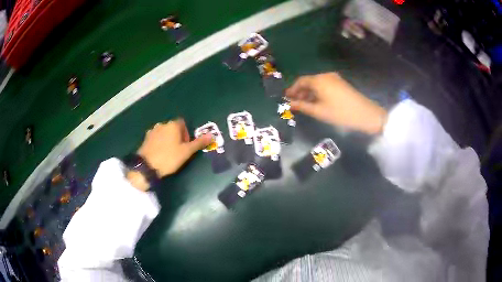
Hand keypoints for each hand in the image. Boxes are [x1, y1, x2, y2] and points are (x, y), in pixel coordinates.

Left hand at [137, 119, 211, 177]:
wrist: (147, 167)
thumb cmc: (169, 158)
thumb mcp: (186, 152)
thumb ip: (198, 143)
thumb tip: (212, 135)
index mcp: (172, 125)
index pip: (182, 123)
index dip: (186, 133)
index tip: (186, 145)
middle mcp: (162, 124)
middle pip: (173, 128)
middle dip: (177, 136)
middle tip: (179, 150)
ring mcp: (152, 131)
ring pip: (164, 133)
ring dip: (167, 139)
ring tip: (169, 152)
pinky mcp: (145, 139)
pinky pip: (156, 138)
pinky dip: (159, 143)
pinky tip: (159, 153)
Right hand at [286, 72, 387, 134]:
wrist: (365, 114)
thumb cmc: (340, 113)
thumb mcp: (319, 111)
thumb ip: (302, 106)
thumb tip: (289, 104)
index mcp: (319, 80)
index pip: (300, 81)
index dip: (292, 89)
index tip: (286, 98)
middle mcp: (325, 75)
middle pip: (308, 81)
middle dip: (300, 91)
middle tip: (294, 103)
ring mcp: (334, 78)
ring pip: (317, 83)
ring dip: (309, 92)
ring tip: (304, 105)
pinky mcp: (340, 83)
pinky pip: (324, 85)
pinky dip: (318, 92)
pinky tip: (316, 102)